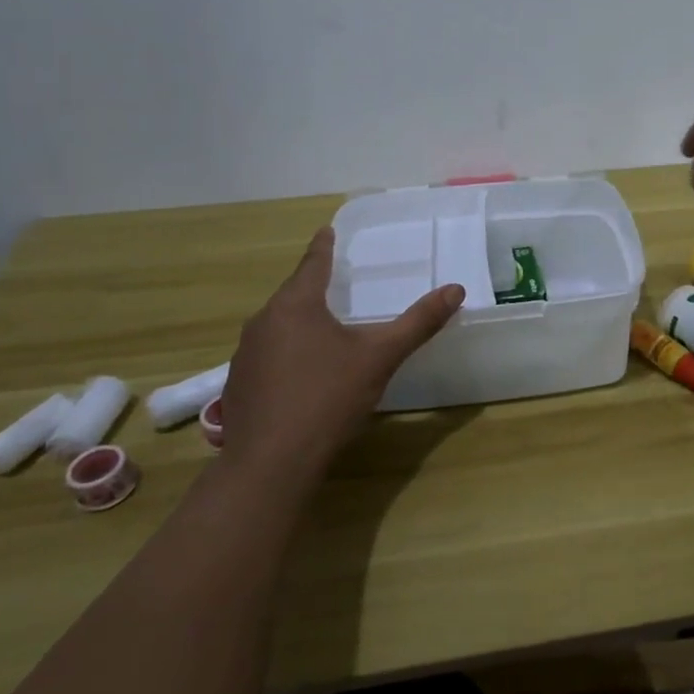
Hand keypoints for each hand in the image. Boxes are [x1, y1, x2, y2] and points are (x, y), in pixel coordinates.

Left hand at [221, 227, 463, 468]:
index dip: (323, 247)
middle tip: (334, 283)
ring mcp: (244, 356)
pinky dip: (285, 355)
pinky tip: (301, 376)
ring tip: (321, 330)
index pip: (312, 264)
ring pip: (277, 327)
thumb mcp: (380, 357)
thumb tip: (455, 289)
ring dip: (298, 324)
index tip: (326, 231)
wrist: (272, 463)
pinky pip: (266, 356)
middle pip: (292, 295)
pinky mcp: (238, 386)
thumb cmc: (328, 398)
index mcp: (295, 305)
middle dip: (312, 288)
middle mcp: (263, 322)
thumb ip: (417, 323)